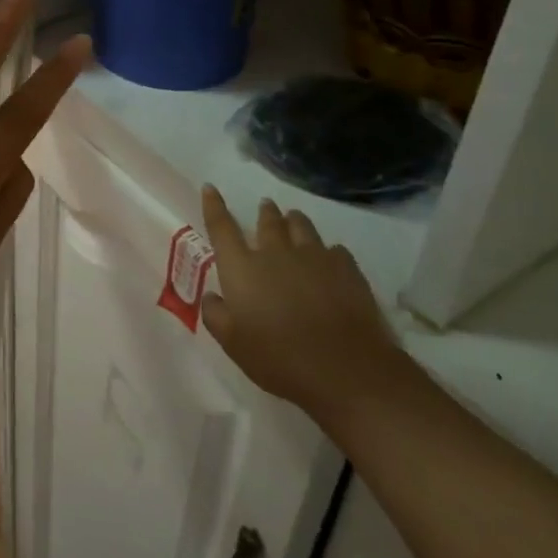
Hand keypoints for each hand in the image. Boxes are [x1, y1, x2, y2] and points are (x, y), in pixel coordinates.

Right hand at [199, 187, 414, 421]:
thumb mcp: (233, 344)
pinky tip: (329, 259)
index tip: (211, 188)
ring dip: (294, 221)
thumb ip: (216, 316)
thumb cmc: (279, 358)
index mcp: (242, 268)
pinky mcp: (346, 268)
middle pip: (268, 221)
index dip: (214, 206)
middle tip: (265, 206)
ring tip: (293, 219)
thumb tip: (212, 296)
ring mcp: (314, 257)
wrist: (345, 369)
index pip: (221, 227)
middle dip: (265, 212)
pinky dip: (326, 250)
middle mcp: (275, 253)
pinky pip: (334, 249)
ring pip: (301, 226)